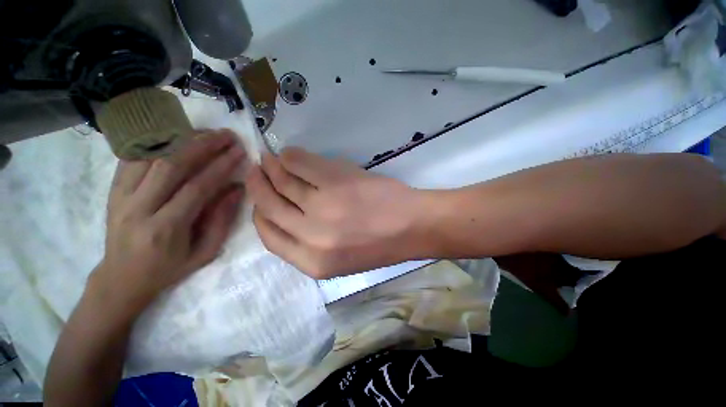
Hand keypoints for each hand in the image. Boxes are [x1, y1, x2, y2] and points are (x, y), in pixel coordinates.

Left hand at [91, 130, 246, 313]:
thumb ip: (222, 219)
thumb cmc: (169, 268)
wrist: (121, 277)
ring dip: (180, 139)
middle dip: (202, 145)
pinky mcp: (113, 189)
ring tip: (205, 132)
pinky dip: (155, 142)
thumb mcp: (205, 251)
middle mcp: (139, 207)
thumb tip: (238, 188)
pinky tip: (175, 136)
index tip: (239, 152)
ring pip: (150, 156)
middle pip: (171, 165)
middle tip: (226, 135)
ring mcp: (121, 196)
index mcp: (165, 228)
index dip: (221, 166)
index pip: (197, 187)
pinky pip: (132, 157)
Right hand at [245, 147, 426, 278]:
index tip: (258, 199)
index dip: (259, 213)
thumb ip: (308, 242)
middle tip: (255, 171)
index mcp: (312, 263)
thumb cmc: (379, 245)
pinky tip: (289, 154)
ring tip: (270, 159)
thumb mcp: (340, 258)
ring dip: (272, 167)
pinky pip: (301, 163)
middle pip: (269, 205)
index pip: (269, 235)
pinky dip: (292, 156)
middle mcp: (311, 236)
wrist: (412, 227)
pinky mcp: (336, 180)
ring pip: (282, 181)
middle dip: (257, 186)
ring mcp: (322, 206)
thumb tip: (285, 214)